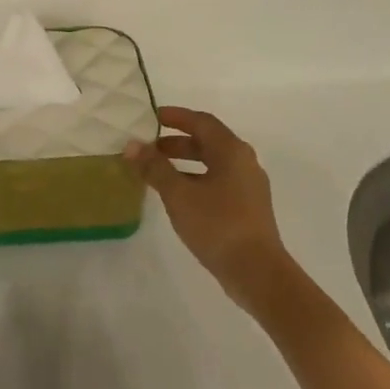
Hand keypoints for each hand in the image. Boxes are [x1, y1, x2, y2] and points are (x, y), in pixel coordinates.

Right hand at [125, 106, 296, 315]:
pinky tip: (177, 196)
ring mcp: (248, 186)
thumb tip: (132, 145)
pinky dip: (195, 179)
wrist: (257, 272)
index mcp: (231, 151)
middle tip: (148, 148)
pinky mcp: (247, 207)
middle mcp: (244, 162)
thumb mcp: (179, 194)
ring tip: (156, 172)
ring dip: (184, 162)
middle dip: (176, 142)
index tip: (151, 117)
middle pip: (208, 142)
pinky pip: (217, 181)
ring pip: (212, 163)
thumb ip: (154, 168)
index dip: (176, 117)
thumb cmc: (217, 225)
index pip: (201, 121)